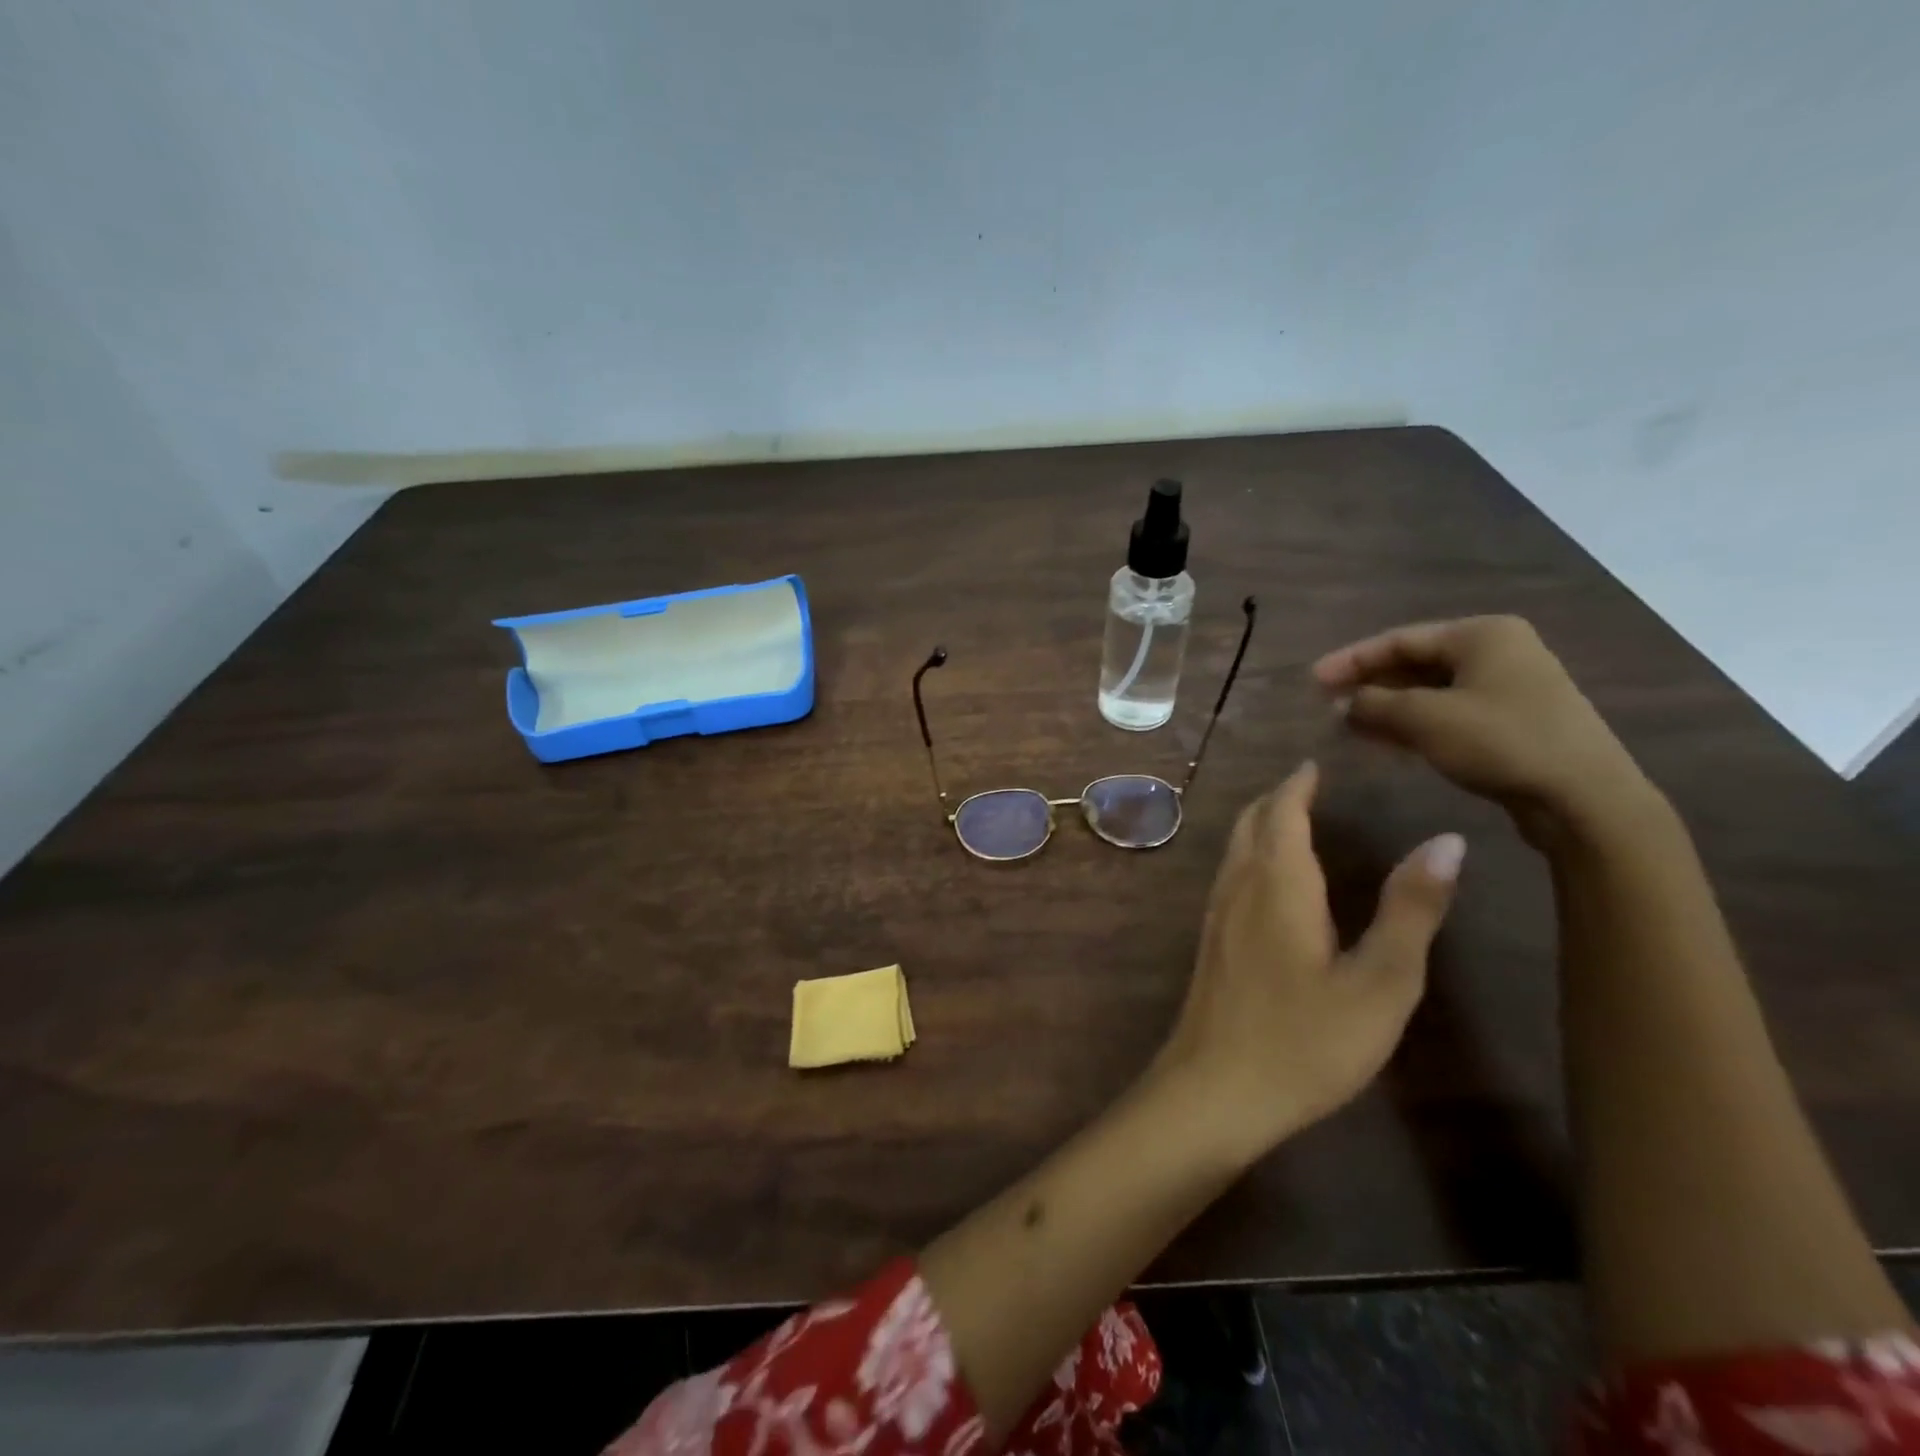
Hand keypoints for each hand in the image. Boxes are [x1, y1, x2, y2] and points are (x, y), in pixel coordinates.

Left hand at [1159, 762, 1463, 1159]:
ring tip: (1292, 821)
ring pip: (1234, 848)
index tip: (1315, 764)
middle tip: (1308, 786)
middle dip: (1276, 799)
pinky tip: (1269, 881)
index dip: (1298, 785)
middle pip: (1250, 822)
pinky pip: (1229, 874)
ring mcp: (1215, 913)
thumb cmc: (1305, 1040)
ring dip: (1260, 825)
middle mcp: (1238, 885)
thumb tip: (1446, 840)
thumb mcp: (1380, 982)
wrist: (1214, 1089)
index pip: (1282, 812)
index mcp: (1278, 882)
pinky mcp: (1208, 940)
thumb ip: (1410, 909)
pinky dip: (1250, 855)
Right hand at [1312, 615, 1652, 839]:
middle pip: (1414, 663)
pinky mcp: (1511, 722)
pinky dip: (1412, 724)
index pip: (1399, 639)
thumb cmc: (1501, 741)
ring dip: (1387, 707)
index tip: (1312, 680)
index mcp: (1481, 635)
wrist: (1583, 797)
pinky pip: (1447, 713)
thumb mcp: (1425, 718)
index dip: (1350, 660)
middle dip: (1369, 684)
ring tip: (1347, 725)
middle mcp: (1497, 652)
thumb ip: (1375, 705)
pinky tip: (1384, 741)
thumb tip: (1343, 703)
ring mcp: (1508, 688)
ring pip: (1429, 691)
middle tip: (1327, 703)